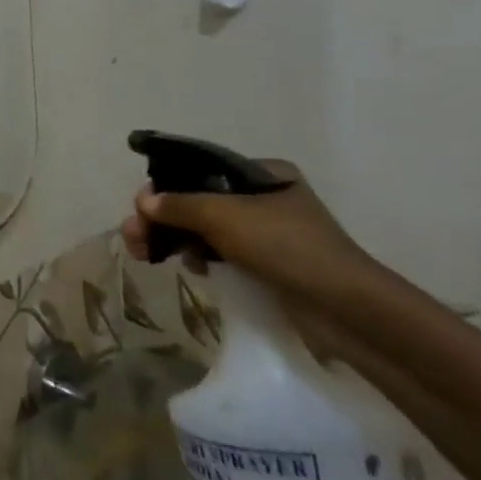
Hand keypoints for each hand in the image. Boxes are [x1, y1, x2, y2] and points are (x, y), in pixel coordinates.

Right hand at [118, 159, 377, 302]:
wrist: (346, 309)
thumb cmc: (285, 246)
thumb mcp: (223, 216)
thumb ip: (177, 204)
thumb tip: (143, 201)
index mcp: (261, 173)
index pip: (198, 170)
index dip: (164, 186)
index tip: (142, 208)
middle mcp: (264, 197)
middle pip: (196, 199)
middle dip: (162, 218)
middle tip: (134, 237)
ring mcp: (267, 232)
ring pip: (204, 227)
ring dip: (174, 238)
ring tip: (146, 255)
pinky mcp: (267, 263)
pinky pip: (219, 252)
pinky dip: (199, 256)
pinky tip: (190, 269)